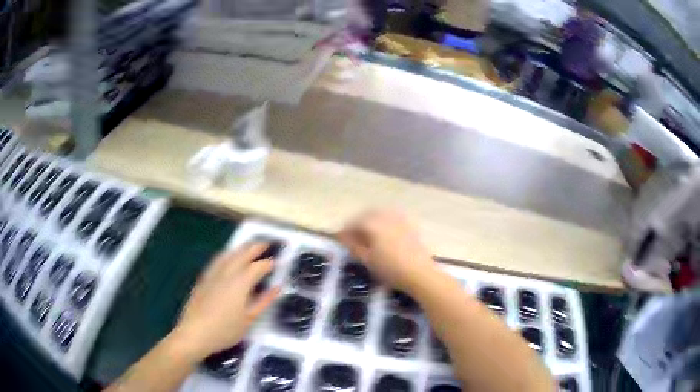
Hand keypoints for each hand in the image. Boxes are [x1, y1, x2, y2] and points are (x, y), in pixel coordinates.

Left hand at [169, 243, 280, 360]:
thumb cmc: (225, 330)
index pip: (257, 267)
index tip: (277, 261)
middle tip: (265, 243)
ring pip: (228, 254)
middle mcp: (226, 273)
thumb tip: (277, 287)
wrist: (194, 333)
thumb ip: (264, 301)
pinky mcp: (203, 278)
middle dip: (254, 248)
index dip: (268, 263)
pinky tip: (227, 258)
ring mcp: (212, 274)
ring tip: (248, 246)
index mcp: (240, 283)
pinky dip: (227, 255)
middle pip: (241, 254)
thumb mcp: (249, 319)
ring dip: (240, 248)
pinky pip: (217, 260)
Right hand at [337, 210, 436, 292]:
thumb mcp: (367, 260)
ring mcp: (399, 219)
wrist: (420, 273)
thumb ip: (354, 247)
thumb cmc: (391, 269)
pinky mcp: (409, 225)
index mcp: (373, 224)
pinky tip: (383, 233)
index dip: (344, 230)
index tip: (338, 238)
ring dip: (370, 221)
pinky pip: (392, 217)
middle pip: (366, 215)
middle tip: (350, 235)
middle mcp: (385, 216)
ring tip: (366, 234)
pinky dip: (383, 222)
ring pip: (380, 214)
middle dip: (357, 223)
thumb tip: (344, 238)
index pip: (353, 222)